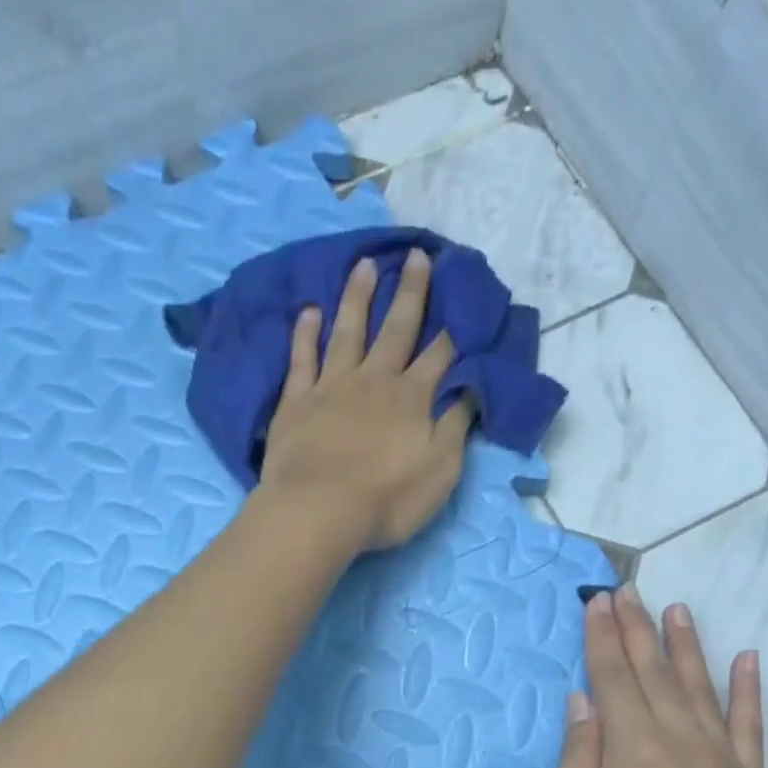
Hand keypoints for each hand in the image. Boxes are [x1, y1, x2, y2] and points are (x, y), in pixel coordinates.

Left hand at [257, 249, 472, 552]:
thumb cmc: (387, 500)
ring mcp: (331, 387)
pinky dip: (306, 333)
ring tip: (364, 264)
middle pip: (396, 330)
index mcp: (412, 399)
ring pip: (348, 331)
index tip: (462, 296)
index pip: (439, 355)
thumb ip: (456, 428)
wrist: (319, 512)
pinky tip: (309, 311)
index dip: (453, 327)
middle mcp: (374, 380)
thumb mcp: (440, 471)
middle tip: (417, 256)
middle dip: (411, 293)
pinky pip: (302, 358)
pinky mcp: (296, 402)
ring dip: (358, 297)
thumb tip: (470, 390)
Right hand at [549, 587, 767, 767]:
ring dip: (684, 645)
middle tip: (623, 591)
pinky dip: (748, 689)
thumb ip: (578, 759)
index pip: (613, 679)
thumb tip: (582, 701)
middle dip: (635, 629)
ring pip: (699, 687)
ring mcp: (721, 759)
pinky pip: (751, 724)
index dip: (601, 639)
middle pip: (653, 673)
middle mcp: (681, 742)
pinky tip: (745, 658)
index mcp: (634, 752)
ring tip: (673, 609)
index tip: (594, 604)